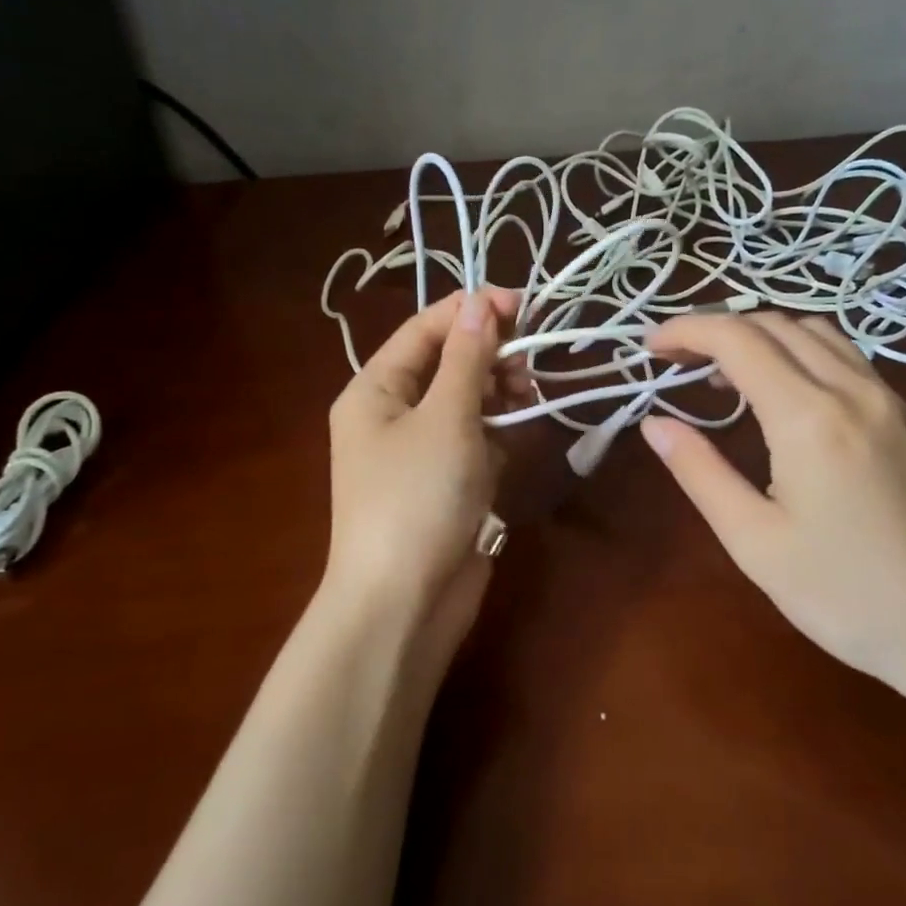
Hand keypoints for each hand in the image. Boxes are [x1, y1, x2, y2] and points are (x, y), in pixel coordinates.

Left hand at [321, 288, 521, 654]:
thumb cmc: (417, 497)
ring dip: (499, 394)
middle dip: (490, 355)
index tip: (525, 304)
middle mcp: (393, 413)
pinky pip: (476, 440)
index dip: (472, 310)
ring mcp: (421, 451)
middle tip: (531, 363)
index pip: (425, 329)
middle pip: (447, 363)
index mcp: (375, 389)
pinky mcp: (447, 483)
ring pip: (467, 402)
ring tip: (529, 398)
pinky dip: (498, 434)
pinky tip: (517, 440)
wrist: (404, 603)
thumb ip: (468, 359)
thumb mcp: (446, 418)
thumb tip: (482, 303)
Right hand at [641, 313, 905, 682]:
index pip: (737, 339)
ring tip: (723, 374)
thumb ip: (699, 471)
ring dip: (761, 336)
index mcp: (809, 417)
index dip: (687, 330)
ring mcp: (888, 399)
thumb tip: (654, 423)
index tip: (650, 346)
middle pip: (775, 324)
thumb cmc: (844, 596)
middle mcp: (852, 390)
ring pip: (815, 332)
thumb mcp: (754, 540)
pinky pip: (844, 357)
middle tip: (676, 360)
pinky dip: (798, 353)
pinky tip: (782, 394)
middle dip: (717, 328)